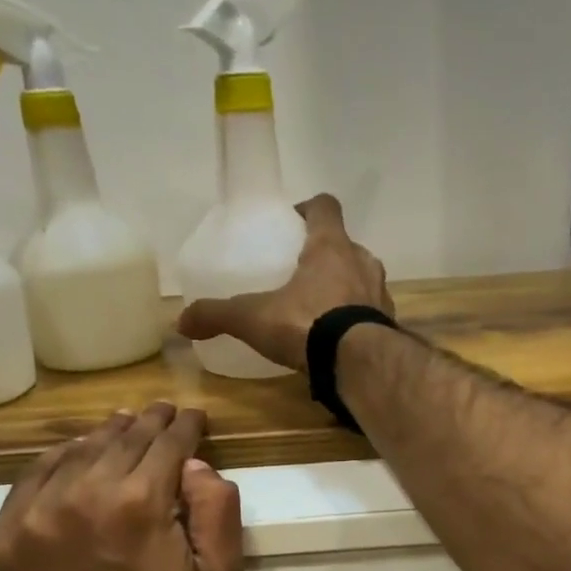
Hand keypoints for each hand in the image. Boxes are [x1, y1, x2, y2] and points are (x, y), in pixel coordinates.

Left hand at [0, 403, 243, 570]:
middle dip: (150, 422)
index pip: (167, 444)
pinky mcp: (10, 531)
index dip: (185, 426)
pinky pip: (34, 474)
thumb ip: (218, 511)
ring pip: (79, 450)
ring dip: (107, 433)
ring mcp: (40, 510)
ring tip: (124, 424)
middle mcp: (86, 493)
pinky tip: (77, 451)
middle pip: (123, 439)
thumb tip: (196, 465)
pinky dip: (60, 456)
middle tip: (163, 412)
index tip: (193, 416)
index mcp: (141, 502)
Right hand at [176, 193, 392, 371]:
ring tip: (322, 308)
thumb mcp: (253, 318)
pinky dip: (358, 320)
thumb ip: (218, 315)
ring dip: (347, 287)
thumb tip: (181, 322)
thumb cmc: (307, 325)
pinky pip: (371, 314)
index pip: (326, 207)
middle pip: (347, 246)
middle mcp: (362, 262)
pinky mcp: (388, 326)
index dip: (310, 208)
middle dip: (327, 255)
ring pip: (363, 279)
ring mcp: (380, 295)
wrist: (357, 364)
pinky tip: (339, 339)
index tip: (294, 220)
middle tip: (303, 272)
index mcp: (331, 247)